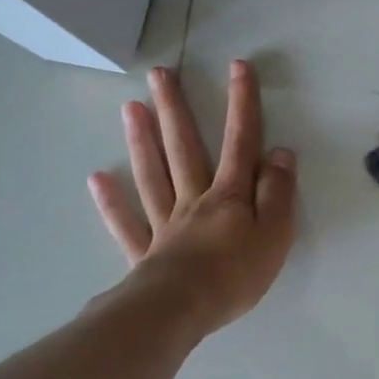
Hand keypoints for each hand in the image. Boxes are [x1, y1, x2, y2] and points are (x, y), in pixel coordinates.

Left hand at [88, 60, 296, 333]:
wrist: (181, 310)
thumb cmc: (236, 273)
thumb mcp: (275, 232)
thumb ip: (277, 192)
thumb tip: (280, 152)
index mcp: (229, 196)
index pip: (240, 142)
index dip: (241, 104)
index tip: (237, 67)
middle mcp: (194, 200)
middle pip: (184, 148)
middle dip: (176, 110)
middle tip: (160, 74)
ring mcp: (165, 224)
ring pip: (153, 175)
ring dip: (143, 141)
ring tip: (131, 108)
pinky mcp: (145, 253)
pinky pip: (127, 223)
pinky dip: (112, 201)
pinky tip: (98, 178)